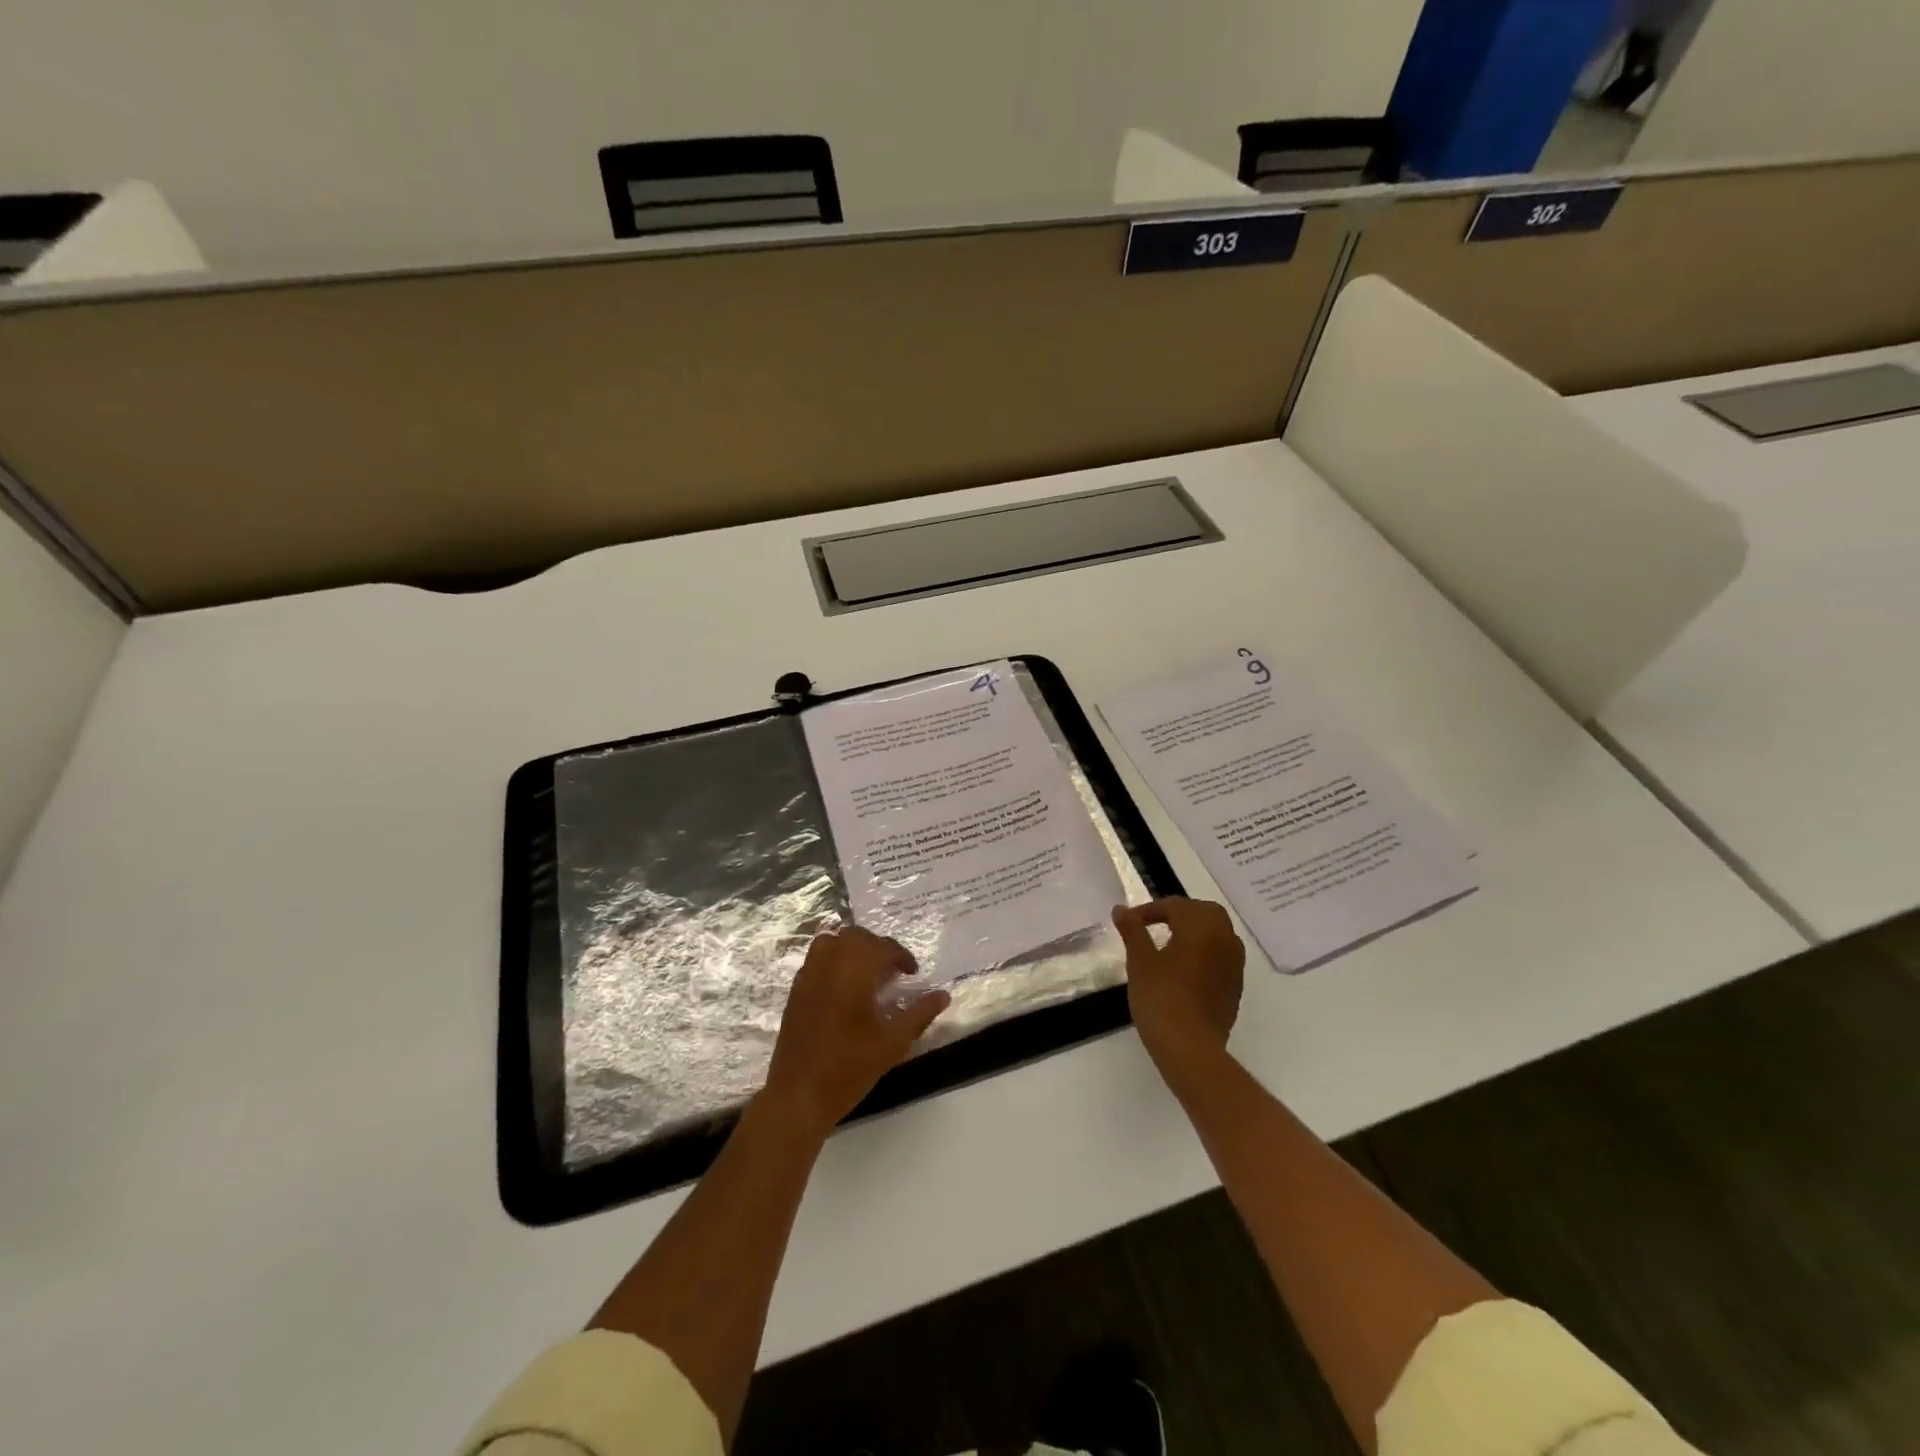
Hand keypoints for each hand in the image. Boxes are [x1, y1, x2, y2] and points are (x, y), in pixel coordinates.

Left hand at [762, 926, 951, 1136]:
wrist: (799, 1095)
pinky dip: (833, 962)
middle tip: (891, 972)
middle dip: (877, 947)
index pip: (883, 947)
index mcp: (855, 970)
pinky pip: (816, 960)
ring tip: (866, 974)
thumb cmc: (850, 1067)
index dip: (902, 957)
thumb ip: (920, 1014)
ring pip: (832, 942)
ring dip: (851, 950)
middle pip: (856, 937)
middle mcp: (829, 963)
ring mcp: (808, 975)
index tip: (912, 974)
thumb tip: (943, 995)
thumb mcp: (894, 1043)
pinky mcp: (795, 990)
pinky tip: (843, 990)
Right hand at [1113, 897, 1244, 1073]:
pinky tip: (1182, 971)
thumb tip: (1121, 909)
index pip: (1175, 905)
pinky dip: (1203, 954)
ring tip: (1166, 946)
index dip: (1149, 910)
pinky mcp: (1235, 987)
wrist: (1191, 1048)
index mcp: (1202, 926)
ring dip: (1194, 933)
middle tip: (1152, 926)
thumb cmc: (1162, 997)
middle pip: (1204, 913)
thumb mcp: (1140, 961)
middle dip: (1178, 914)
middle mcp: (1225, 939)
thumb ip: (1133, 930)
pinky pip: (1220, 957)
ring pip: (1216, 935)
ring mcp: (1234, 965)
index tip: (1129, 922)